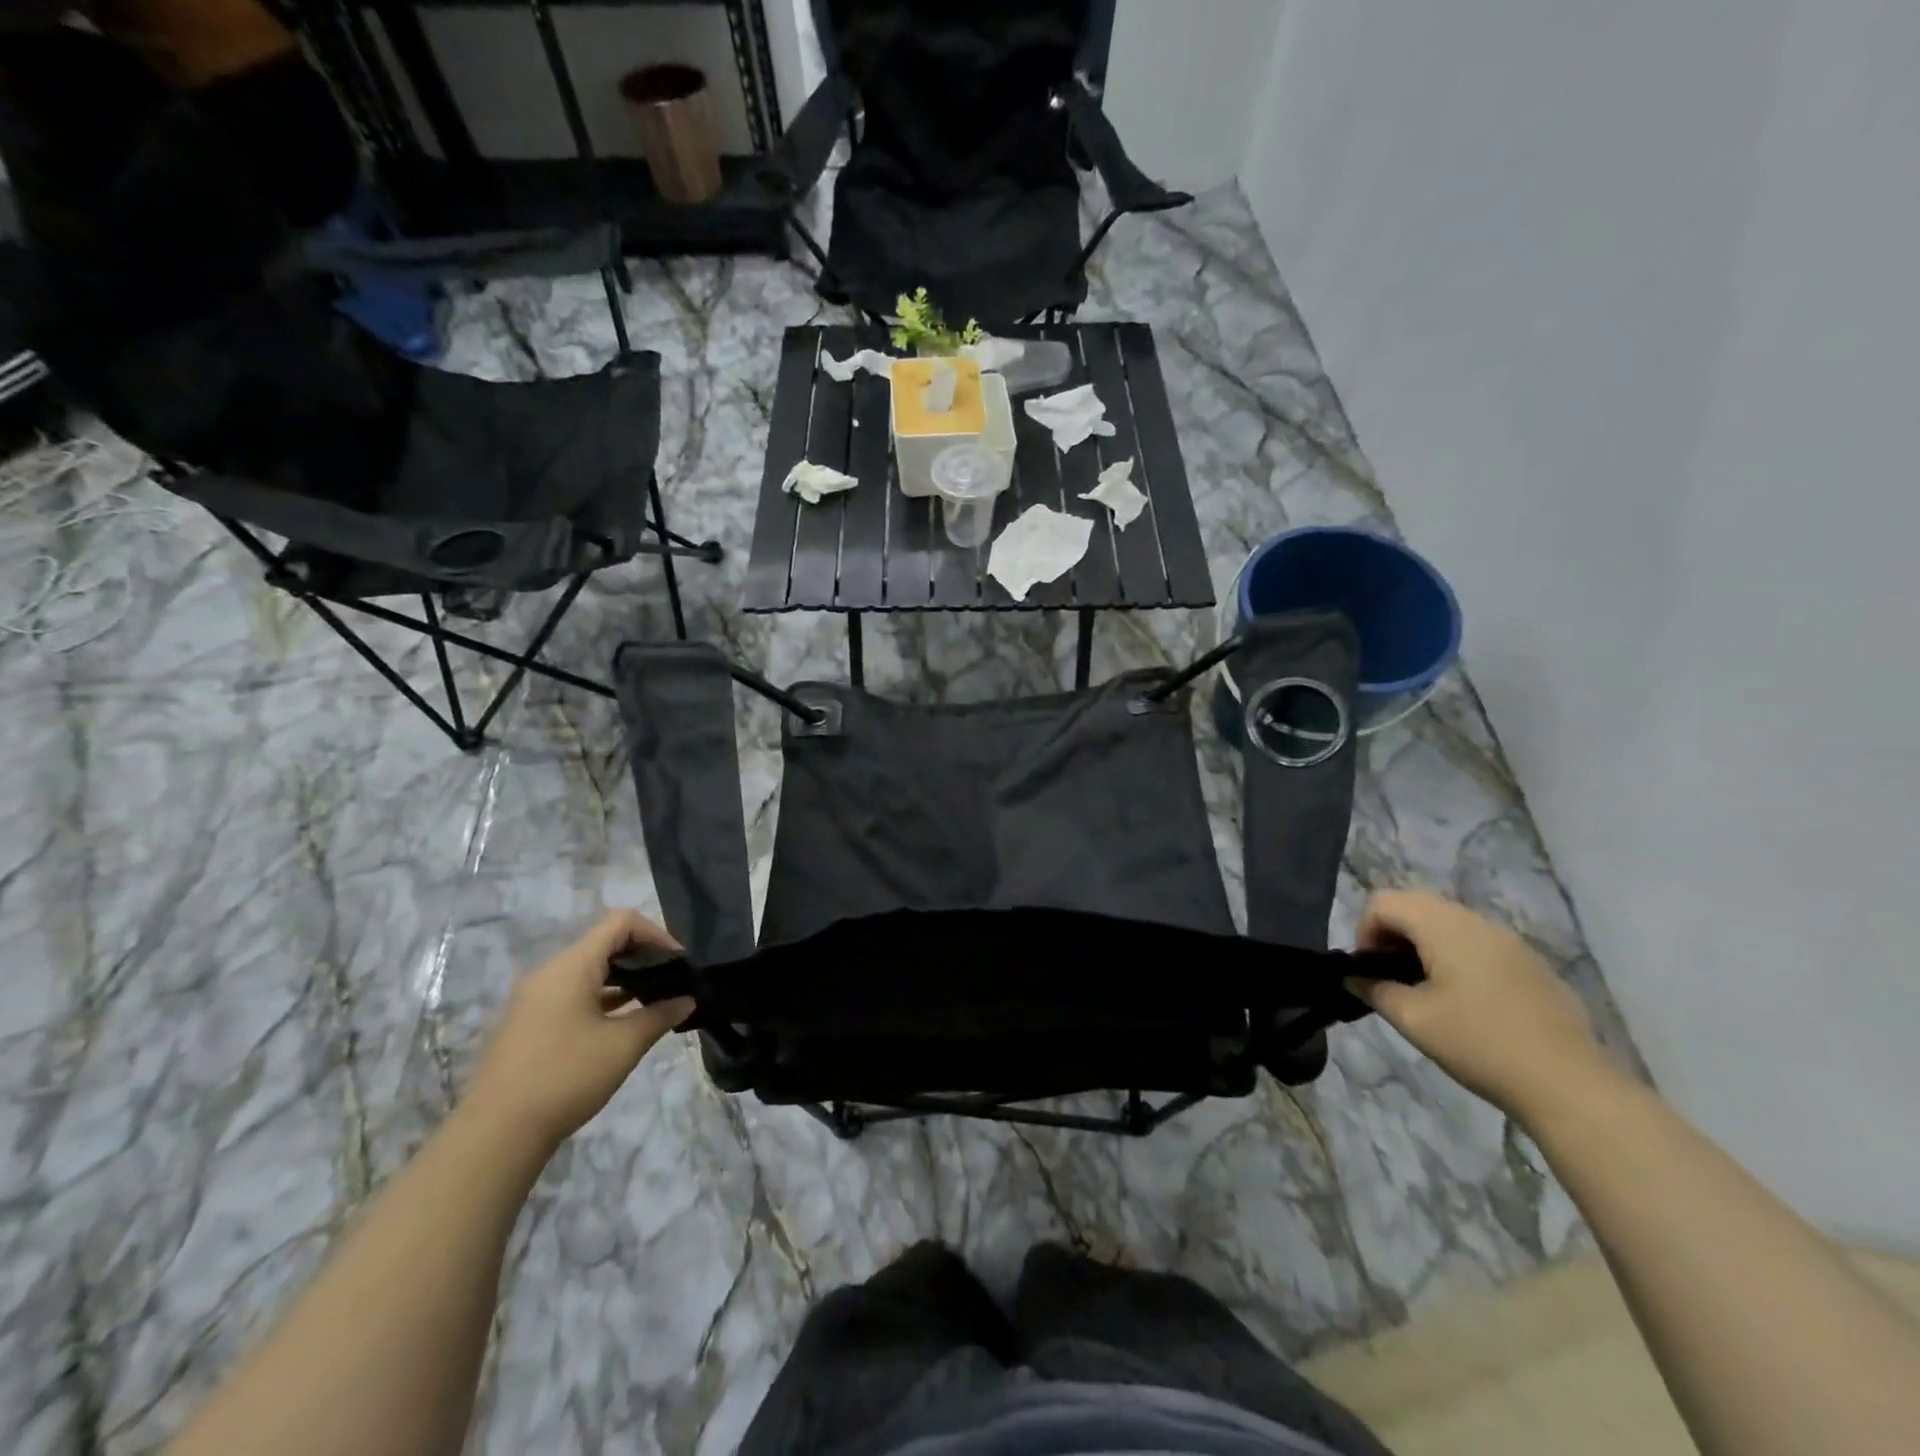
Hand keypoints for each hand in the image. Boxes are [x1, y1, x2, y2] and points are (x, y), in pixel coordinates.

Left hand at [462, 910, 694, 1150]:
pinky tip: (623, 1023)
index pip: (621, 923)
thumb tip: (687, 1000)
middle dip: (643, 957)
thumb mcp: (624, 1045)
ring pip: (589, 971)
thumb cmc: (566, 1077)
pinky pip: (573, 993)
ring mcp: (535, 999)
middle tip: (672, 982)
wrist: (496, 1134)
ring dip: (624, 980)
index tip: (678, 963)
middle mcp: (550, 973)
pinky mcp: (530, 1023)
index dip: (656, 934)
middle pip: (604, 944)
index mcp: (571, 966)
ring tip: (654, 1002)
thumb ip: (660, 1015)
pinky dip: (603, 998)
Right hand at [1350, 888, 1618, 1121]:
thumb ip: (1374, 990)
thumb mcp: (1413, 1019)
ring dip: (1424, 945)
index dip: (1364, 931)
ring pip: (1448, 922)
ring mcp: (1509, 940)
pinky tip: (1467, 1002)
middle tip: (1391, 978)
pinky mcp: (1531, 963)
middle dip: (1391, 935)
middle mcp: (1475, 920)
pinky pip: (1478, 942)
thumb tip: (1354, 978)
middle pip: (1415, 905)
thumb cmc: (1479, 1044)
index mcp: (1443, 926)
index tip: (1370, 972)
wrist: (1570, 1085)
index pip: (1383, 902)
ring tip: (1425, 991)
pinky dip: (1456, 957)